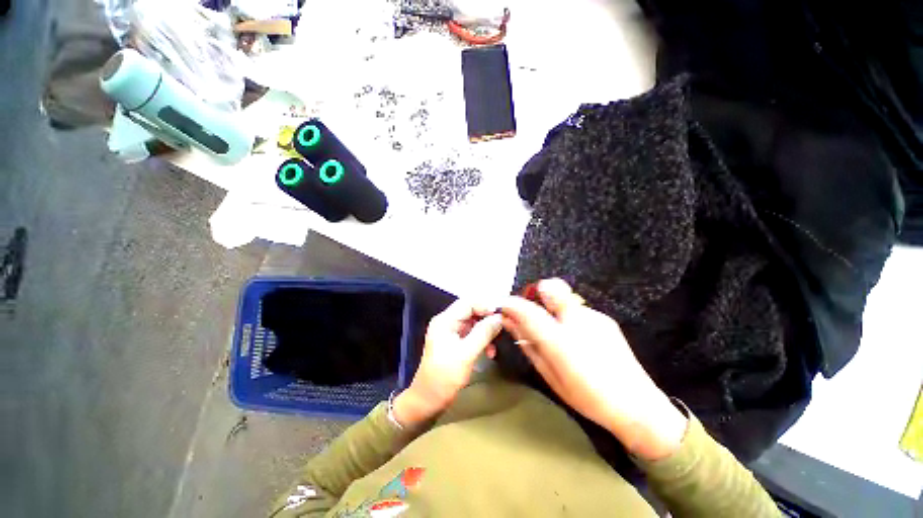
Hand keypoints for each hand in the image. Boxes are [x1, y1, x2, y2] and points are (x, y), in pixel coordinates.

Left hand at [393, 300, 502, 428]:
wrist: (428, 400)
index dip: (485, 305)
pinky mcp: (454, 343)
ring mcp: (450, 333)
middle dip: (487, 319)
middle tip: (502, 327)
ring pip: (473, 323)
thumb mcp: (466, 354)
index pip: (467, 303)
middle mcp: (447, 322)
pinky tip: (490, 352)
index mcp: (445, 320)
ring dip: (486, 331)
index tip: (501, 314)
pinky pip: (471, 335)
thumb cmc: (444, 376)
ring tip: (496, 343)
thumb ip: (483, 333)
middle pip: (471, 311)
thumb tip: (499, 317)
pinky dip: (481, 340)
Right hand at [501, 279, 687, 460]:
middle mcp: (576, 320)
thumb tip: (510, 322)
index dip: (511, 304)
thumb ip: (528, 344)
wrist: (637, 406)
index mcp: (560, 341)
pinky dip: (568, 316)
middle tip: (530, 311)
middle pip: (551, 287)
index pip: (527, 310)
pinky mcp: (604, 318)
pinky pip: (577, 309)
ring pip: (563, 298)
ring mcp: (593, 316)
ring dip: (551, 306)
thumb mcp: (549, 374)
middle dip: (535, 292)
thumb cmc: (586, 397)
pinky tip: (576, 336)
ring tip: (555, 329)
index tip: (504, 307)